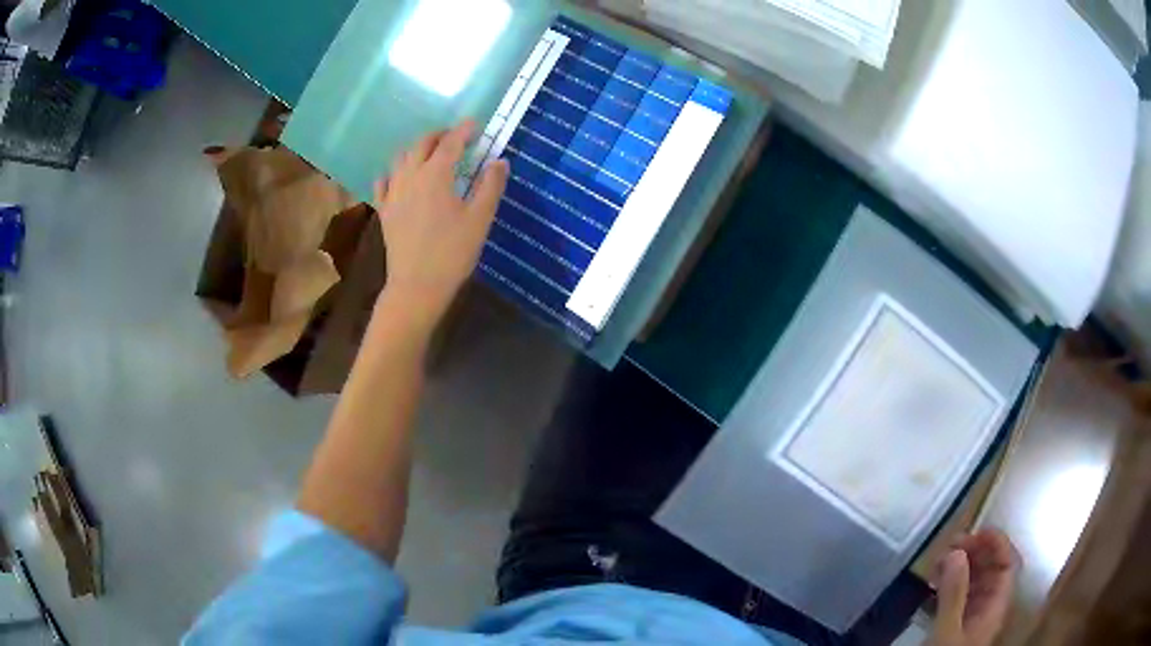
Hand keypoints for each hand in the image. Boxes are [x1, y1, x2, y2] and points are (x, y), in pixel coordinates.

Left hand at [374, 121, 508, 331]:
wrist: (417, 287)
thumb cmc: (452, 253)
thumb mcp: (479, 219)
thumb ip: (490, 186)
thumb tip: (499, 161)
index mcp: (436, 175)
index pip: (450, 143)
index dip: (463, 130)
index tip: (474, 123)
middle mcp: (410, 176)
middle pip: (422, 144)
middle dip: (439, 135)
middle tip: (455, 137)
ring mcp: (393, 192)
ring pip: (401, 158)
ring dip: (417, 148)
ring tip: (431, 153)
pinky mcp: (384, 210)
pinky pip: (385, 180)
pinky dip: (395, 171)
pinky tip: (402, 176)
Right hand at [929, 529, 1019, 645]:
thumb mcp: (947, 632)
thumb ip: (954, 594)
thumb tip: (957, 551)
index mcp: (996, 606)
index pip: (1007, 563)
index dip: (996, 543)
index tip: (974, 532)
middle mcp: (989, 606)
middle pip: (992, 569)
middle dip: (974, 552)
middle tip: (949, 546)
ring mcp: (973, 616)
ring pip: (975, 581)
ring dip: (960, 567)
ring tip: (938, 563)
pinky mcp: (957, 624)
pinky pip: (960, 595)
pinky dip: (949, 584)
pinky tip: (934, 584)